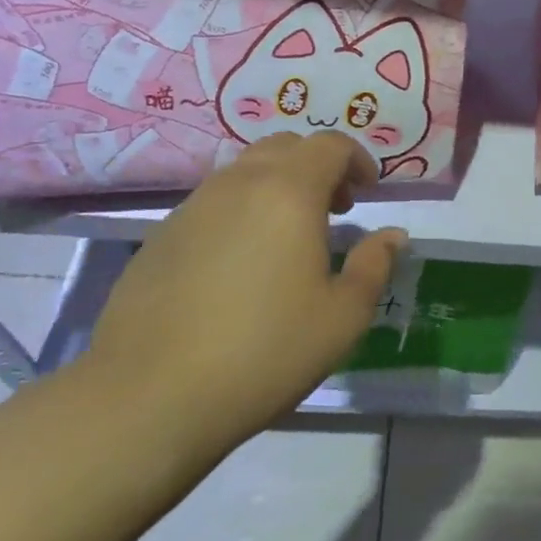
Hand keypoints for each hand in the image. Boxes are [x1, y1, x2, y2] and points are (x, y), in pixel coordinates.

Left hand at [83, 132, 404, 461]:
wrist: (148, 396)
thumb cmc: (263, 352)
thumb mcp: (342, 317)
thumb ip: (374, 266)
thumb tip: (392, 234)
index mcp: (289, 192)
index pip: (330, 145)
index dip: (357, 159)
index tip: (368, 192)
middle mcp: (239, 183)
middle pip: (286, 146)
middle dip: (318, 166)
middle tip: (335, 208)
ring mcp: (193, 206)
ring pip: (245, 171)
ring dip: (278, 185)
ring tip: (289, 236)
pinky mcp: (161, 235)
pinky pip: (213, 202)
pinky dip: (241, 210)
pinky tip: (241, 263)